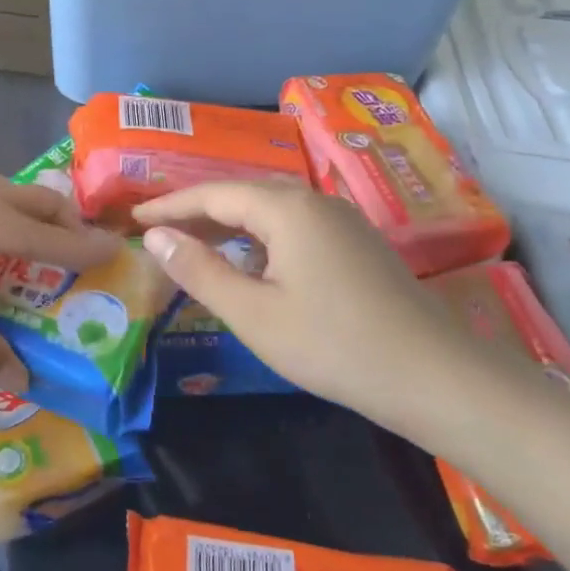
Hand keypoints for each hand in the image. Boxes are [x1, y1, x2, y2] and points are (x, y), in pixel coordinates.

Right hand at [133, 183, 532, 447]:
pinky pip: (293, 225)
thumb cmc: (333, 344)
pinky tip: (250, 262)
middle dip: (196, 211)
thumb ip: (199, 270)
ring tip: (193, 243)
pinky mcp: (357, 243)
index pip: (212, 194)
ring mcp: (341, 220)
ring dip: (228, 223)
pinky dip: (259, 236)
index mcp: (286, 208)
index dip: (169, 205)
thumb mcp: (253, 313)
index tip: (134, 217)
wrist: (435, 377)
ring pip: (270, 209)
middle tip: (157, 231)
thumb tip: (155, 237)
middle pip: (241, 194)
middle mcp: (314, 200)